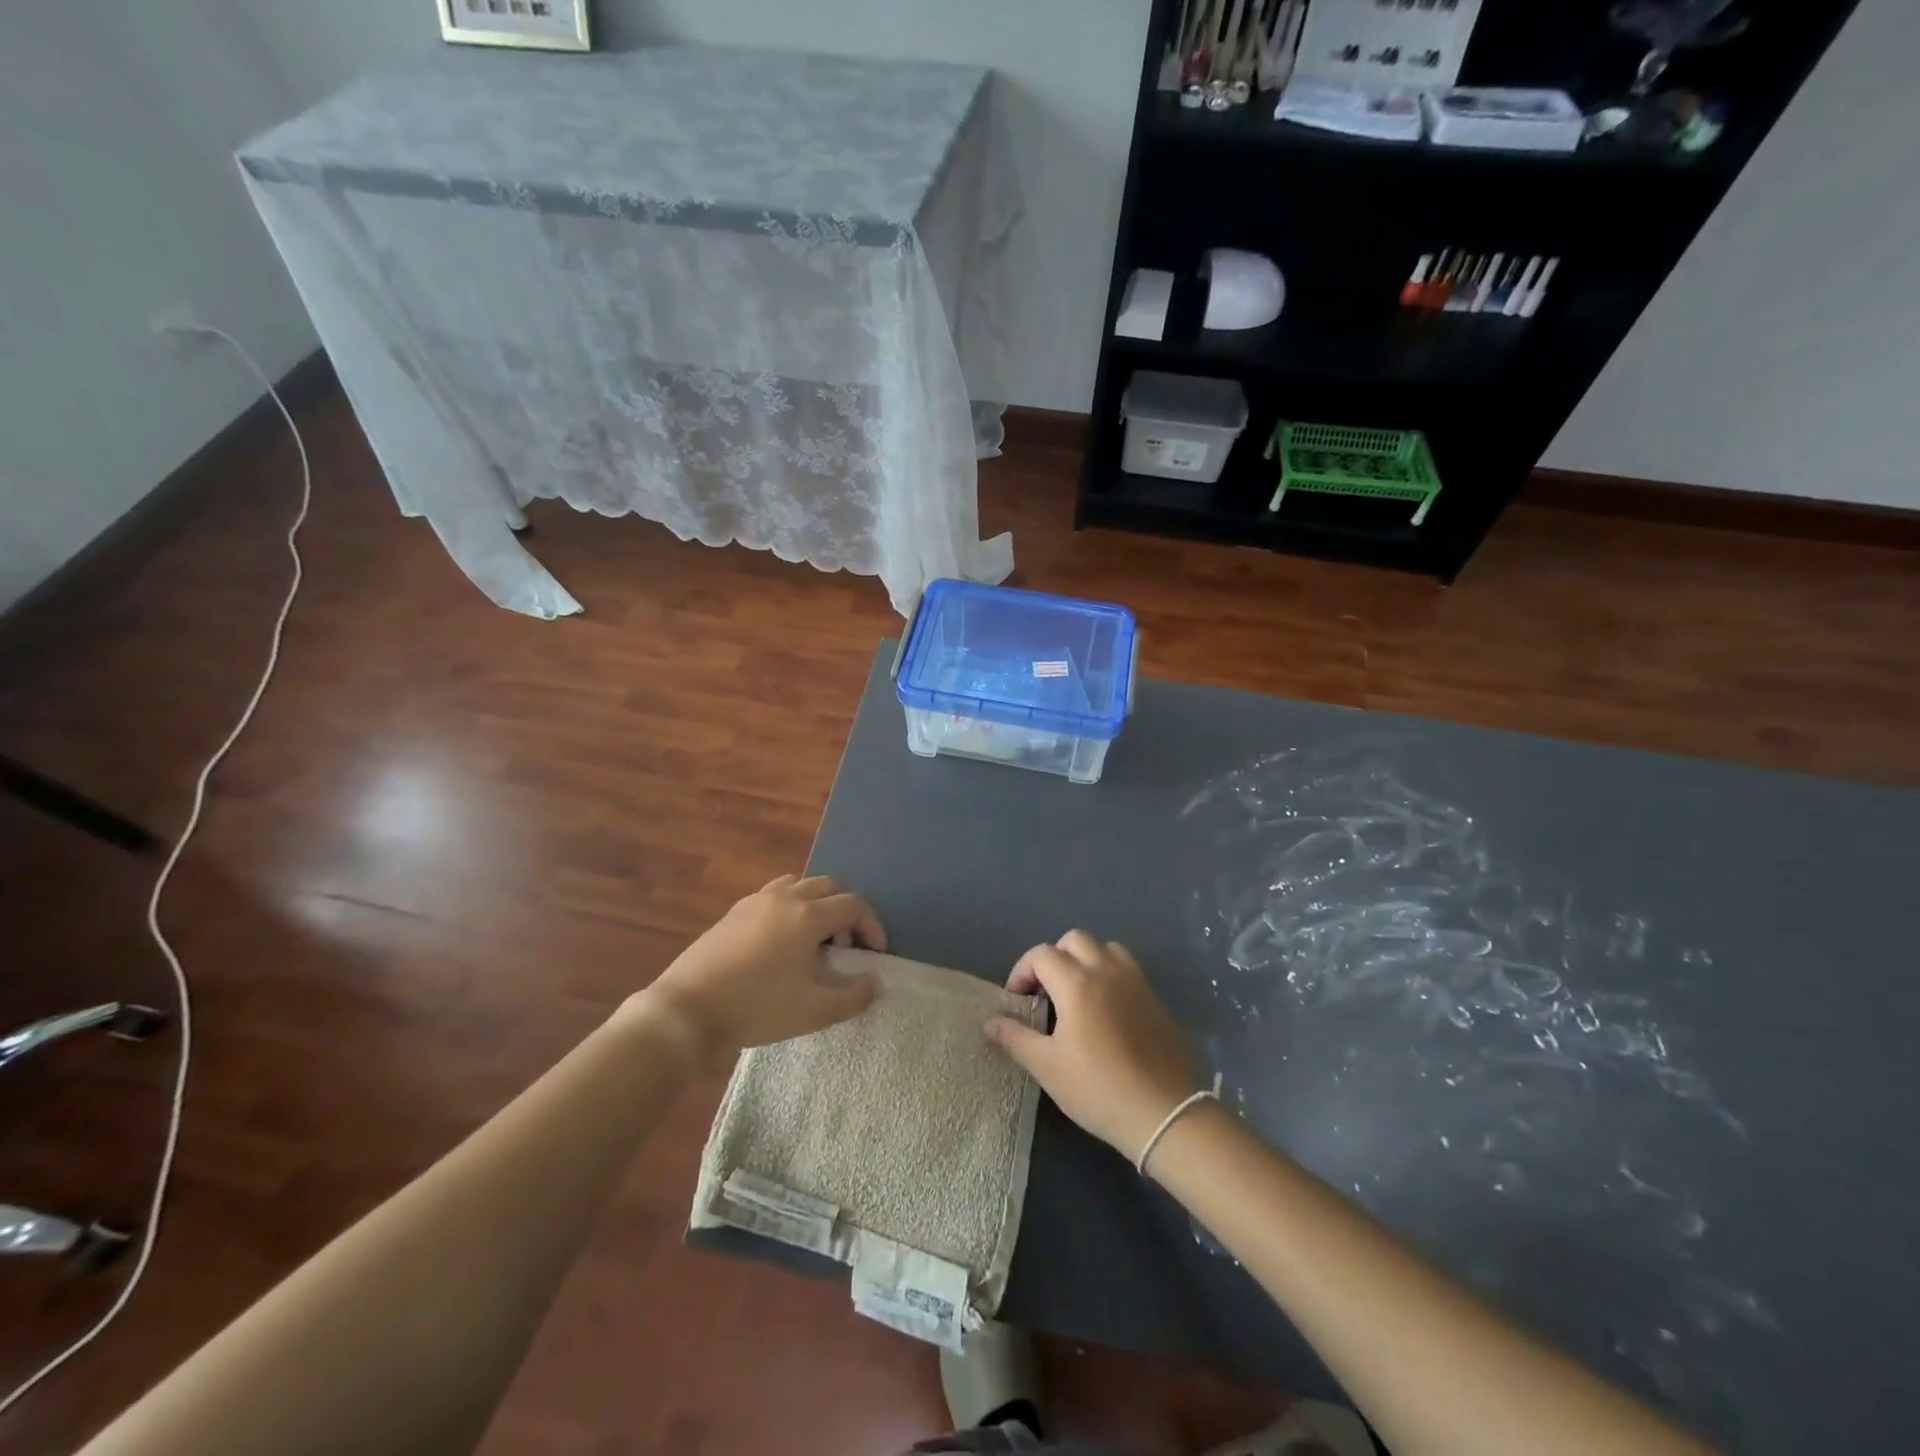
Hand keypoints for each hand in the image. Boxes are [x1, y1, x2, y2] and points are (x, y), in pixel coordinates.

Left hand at [636, 875, 885, 1070]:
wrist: (686, 1011)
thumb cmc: (756, 1008)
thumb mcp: (813, 1011)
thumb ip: (853, 996)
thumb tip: (874, 982)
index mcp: (808, 915)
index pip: (853, 905)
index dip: (872, 926)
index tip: (876, 954)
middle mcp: (785, 897)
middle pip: (829, 886)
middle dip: (845, 912)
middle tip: (845, 947)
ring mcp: (755, 901)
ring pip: (799, 885)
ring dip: (816, 905)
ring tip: (813, 941)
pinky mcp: (733, 912)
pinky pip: (773, 896)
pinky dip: (789, 908)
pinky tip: (780, 944)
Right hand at [982, 931, 1197, 1160]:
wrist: (1163, 1113)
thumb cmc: (1097, 1088)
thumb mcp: (1047, 1067)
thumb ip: (1015, 1037)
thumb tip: (989, 1021)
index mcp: (1077, 982)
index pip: (1041, 954)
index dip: (1022, 971)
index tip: (1017, 1000)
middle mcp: (1106, 970)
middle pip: (1074, 940)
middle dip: (1053, 958)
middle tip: (1045, 992)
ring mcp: (1135, 981)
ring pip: (1105, 948)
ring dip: (1085, 959)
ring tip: (1076, 993)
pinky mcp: (1154, 997)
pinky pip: (1127, 967)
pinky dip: (1109, 973)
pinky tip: (1105, 1009)